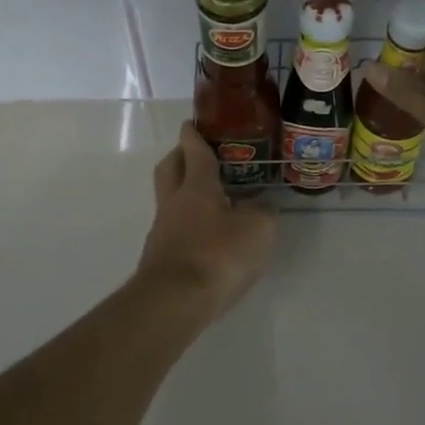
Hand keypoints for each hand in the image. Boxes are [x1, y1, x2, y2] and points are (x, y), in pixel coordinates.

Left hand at [135, 122, 276, 317]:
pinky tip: (207, 234)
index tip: (192, 122)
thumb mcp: (257, 229)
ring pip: (170, 199)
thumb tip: (262, 204)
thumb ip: (263, 211)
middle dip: (180, 156)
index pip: (193, 150)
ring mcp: (163, 230)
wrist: (173, 302)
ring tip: (213, 198)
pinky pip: (174, 227)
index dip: (194, 134)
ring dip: (185, 192)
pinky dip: (188, 222)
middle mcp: (174, 202)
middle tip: (197, 154)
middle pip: (169, 168)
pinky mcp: (161, 256)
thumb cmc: (217, 255)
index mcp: (196, 186)